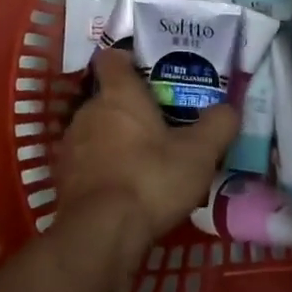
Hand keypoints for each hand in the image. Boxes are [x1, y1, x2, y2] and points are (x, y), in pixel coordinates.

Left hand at [53, 48, 238, 274]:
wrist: (100, 233)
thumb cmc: (151, 179)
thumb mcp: (199, 153)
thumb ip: (218, 125)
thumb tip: (229, 109)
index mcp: (119, 94)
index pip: (113, 58)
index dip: (128, 60)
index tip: (147, 71)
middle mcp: (89, 110)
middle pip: (109, 97)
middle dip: (131, 108)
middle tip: (161, 124)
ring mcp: (71, 144)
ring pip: (96, 130)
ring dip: (115, 140)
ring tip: (144, 160)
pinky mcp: (63, 177)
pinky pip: (87, 161)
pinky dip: (103, 168)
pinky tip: (124, 188)